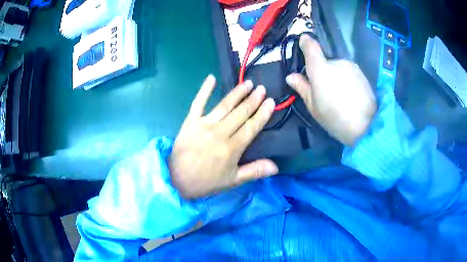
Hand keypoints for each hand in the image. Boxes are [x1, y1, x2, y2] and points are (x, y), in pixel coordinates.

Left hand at [169, 75, 277, 198]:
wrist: (177, 180)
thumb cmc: (206, 182)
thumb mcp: (232, 181)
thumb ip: (254, 171)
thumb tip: (276, 167)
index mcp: (232, 148)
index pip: (252, 127)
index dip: (262, 114)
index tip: (270, 102)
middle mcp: (220, 133)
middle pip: (240, 113)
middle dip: (253, 100)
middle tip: (262, 88)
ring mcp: (204, 125)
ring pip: (224, 106)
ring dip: (237, 93)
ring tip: (247, 83)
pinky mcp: (190, 122)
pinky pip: (198, 103)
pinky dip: (204, 90)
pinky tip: (211, 78)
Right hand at [286, 34, 375, 145]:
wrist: (366, 126)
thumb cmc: (335, 118)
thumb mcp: (313, 106)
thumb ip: (302, 87)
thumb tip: (291, 76)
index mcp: (320, 69)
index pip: (311, 46)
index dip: (305, 42)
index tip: (303, 44)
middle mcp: (336, 62)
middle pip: (325, 59)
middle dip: (322, 69)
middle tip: (324, 88)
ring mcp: (351, 66)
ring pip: (338, 66)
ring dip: (336, 74)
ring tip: (340, 93)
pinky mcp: (361, 72)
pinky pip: (348, 71)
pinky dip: (346, 78)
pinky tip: (349, 93)